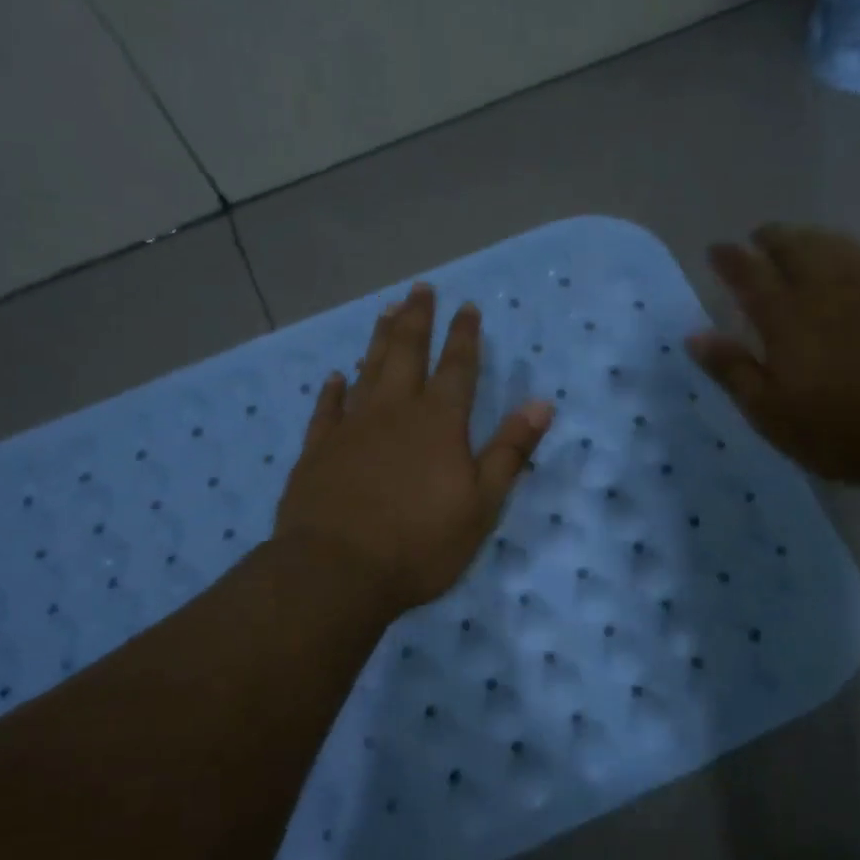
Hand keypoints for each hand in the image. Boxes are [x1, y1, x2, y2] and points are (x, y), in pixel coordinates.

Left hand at [275, 283, 553, 614]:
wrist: (336, 571)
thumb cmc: (420, 543)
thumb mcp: (482, 504)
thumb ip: (510, 451)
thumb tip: (541, 403)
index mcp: (438, 423)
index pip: (457, 367)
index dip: (464, 335)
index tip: (467, 306)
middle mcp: (394, 412)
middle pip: (407, 353)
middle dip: (417, 320)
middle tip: (420, 288)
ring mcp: (351, 427)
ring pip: (367, 370)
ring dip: (379, 339)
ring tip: (386, 311)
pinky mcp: (318, 450)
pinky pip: (326, 409)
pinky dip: (332, 389)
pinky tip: (335, 376)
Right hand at [687, 226, 859, 485]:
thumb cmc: (842, 428)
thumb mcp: (771, 412)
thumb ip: (733, 370)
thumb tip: (695, 335)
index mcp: (785, 316)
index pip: (749, 273)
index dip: (730, 258)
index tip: (717, 249)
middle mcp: (826, 288)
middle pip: (795, 246)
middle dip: (772, 238)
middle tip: (759, 237)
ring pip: (835, 245)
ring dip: (810, 238)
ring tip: (800, 241)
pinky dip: (848, 253)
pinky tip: (851, 265)